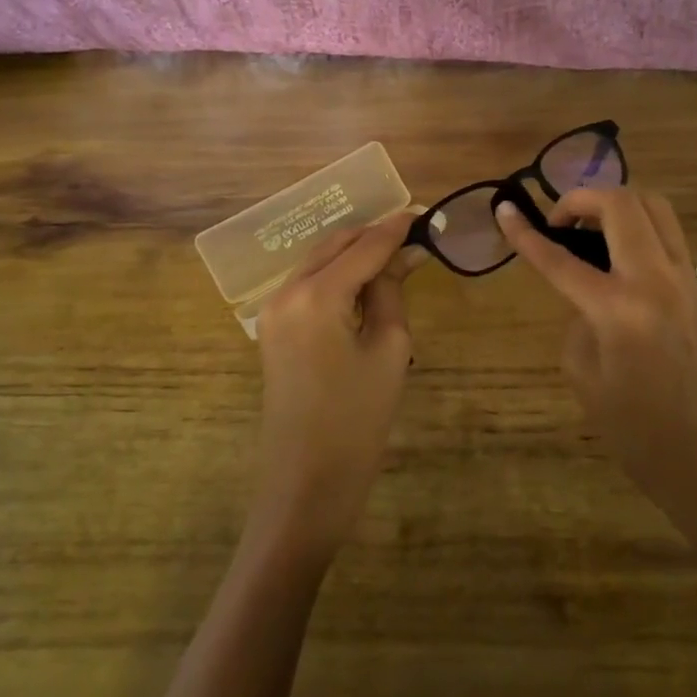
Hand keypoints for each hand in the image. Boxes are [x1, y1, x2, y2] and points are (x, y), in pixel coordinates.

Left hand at [252, 212, 418, 559]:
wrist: (305, 484)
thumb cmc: (357, 421)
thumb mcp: (388, 350)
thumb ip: (391, 291)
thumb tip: (405, 254)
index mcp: (316, 295)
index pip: (364, 247)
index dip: (396, 228)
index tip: (424, 213)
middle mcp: (286, 291)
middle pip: (335, 245)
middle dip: (372, 236)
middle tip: (413, 234)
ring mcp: (273, 309)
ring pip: (318, 261)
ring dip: (354, 253)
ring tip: (394, 255)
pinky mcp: (272, 328)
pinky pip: (308, 284)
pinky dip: (336, 274)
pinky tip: (364, 281)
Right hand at [496, 188, 696, 553]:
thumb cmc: (638, 433)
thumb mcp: (586, 378)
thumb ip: (578, 322)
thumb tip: (585, 297)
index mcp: (619, 309)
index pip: (560, 258)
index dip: (526, 234)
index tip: (503, 211)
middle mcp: (656, 280)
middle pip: (621, 203)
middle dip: (581, 198)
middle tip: (558, 222)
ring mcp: (685, 280)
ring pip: (655, 205)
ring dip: (616, 203)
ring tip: (589, 228)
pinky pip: (668, 233)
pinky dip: (639, 225)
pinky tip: (618, 253)